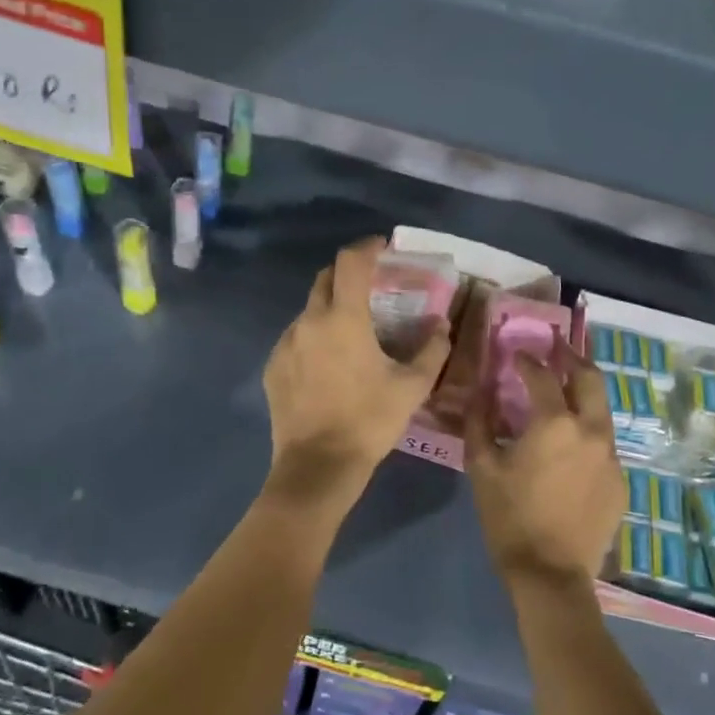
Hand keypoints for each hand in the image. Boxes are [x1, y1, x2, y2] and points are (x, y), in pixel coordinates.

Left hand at [263, 238, 451, 498]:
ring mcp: (286, 344)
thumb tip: (441, 325)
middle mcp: (309, 321)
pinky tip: (329, 363)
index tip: (382, 247)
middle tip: (370, 288)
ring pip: (309, 310)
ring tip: (351, 331)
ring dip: (330, 309)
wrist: (317, 467)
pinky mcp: (273, 367)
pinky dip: (314, 337)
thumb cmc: (368, 421)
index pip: (350, 262)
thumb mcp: (412, 387)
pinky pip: (295, 339)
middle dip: (348, 274)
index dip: (366, 247)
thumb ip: (432, 349)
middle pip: (325, 279)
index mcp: (343, 318)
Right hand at [464, 341, 625, 590]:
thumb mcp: (482, 468)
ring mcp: (612, 456)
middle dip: (572, 357)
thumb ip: (480, 422)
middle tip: (557, 346)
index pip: (543, 375)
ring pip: (602, 410)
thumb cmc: (510, 518)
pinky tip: (572, 445)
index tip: (516, 353)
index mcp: (555, 423)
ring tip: (565, 388)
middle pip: (590, 379)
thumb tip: (480, 392)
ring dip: (583, 393)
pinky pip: (604, 444)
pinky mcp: (620, 481)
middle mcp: (591, 431)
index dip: (528, 360)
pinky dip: (588, 432)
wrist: (551, 575)